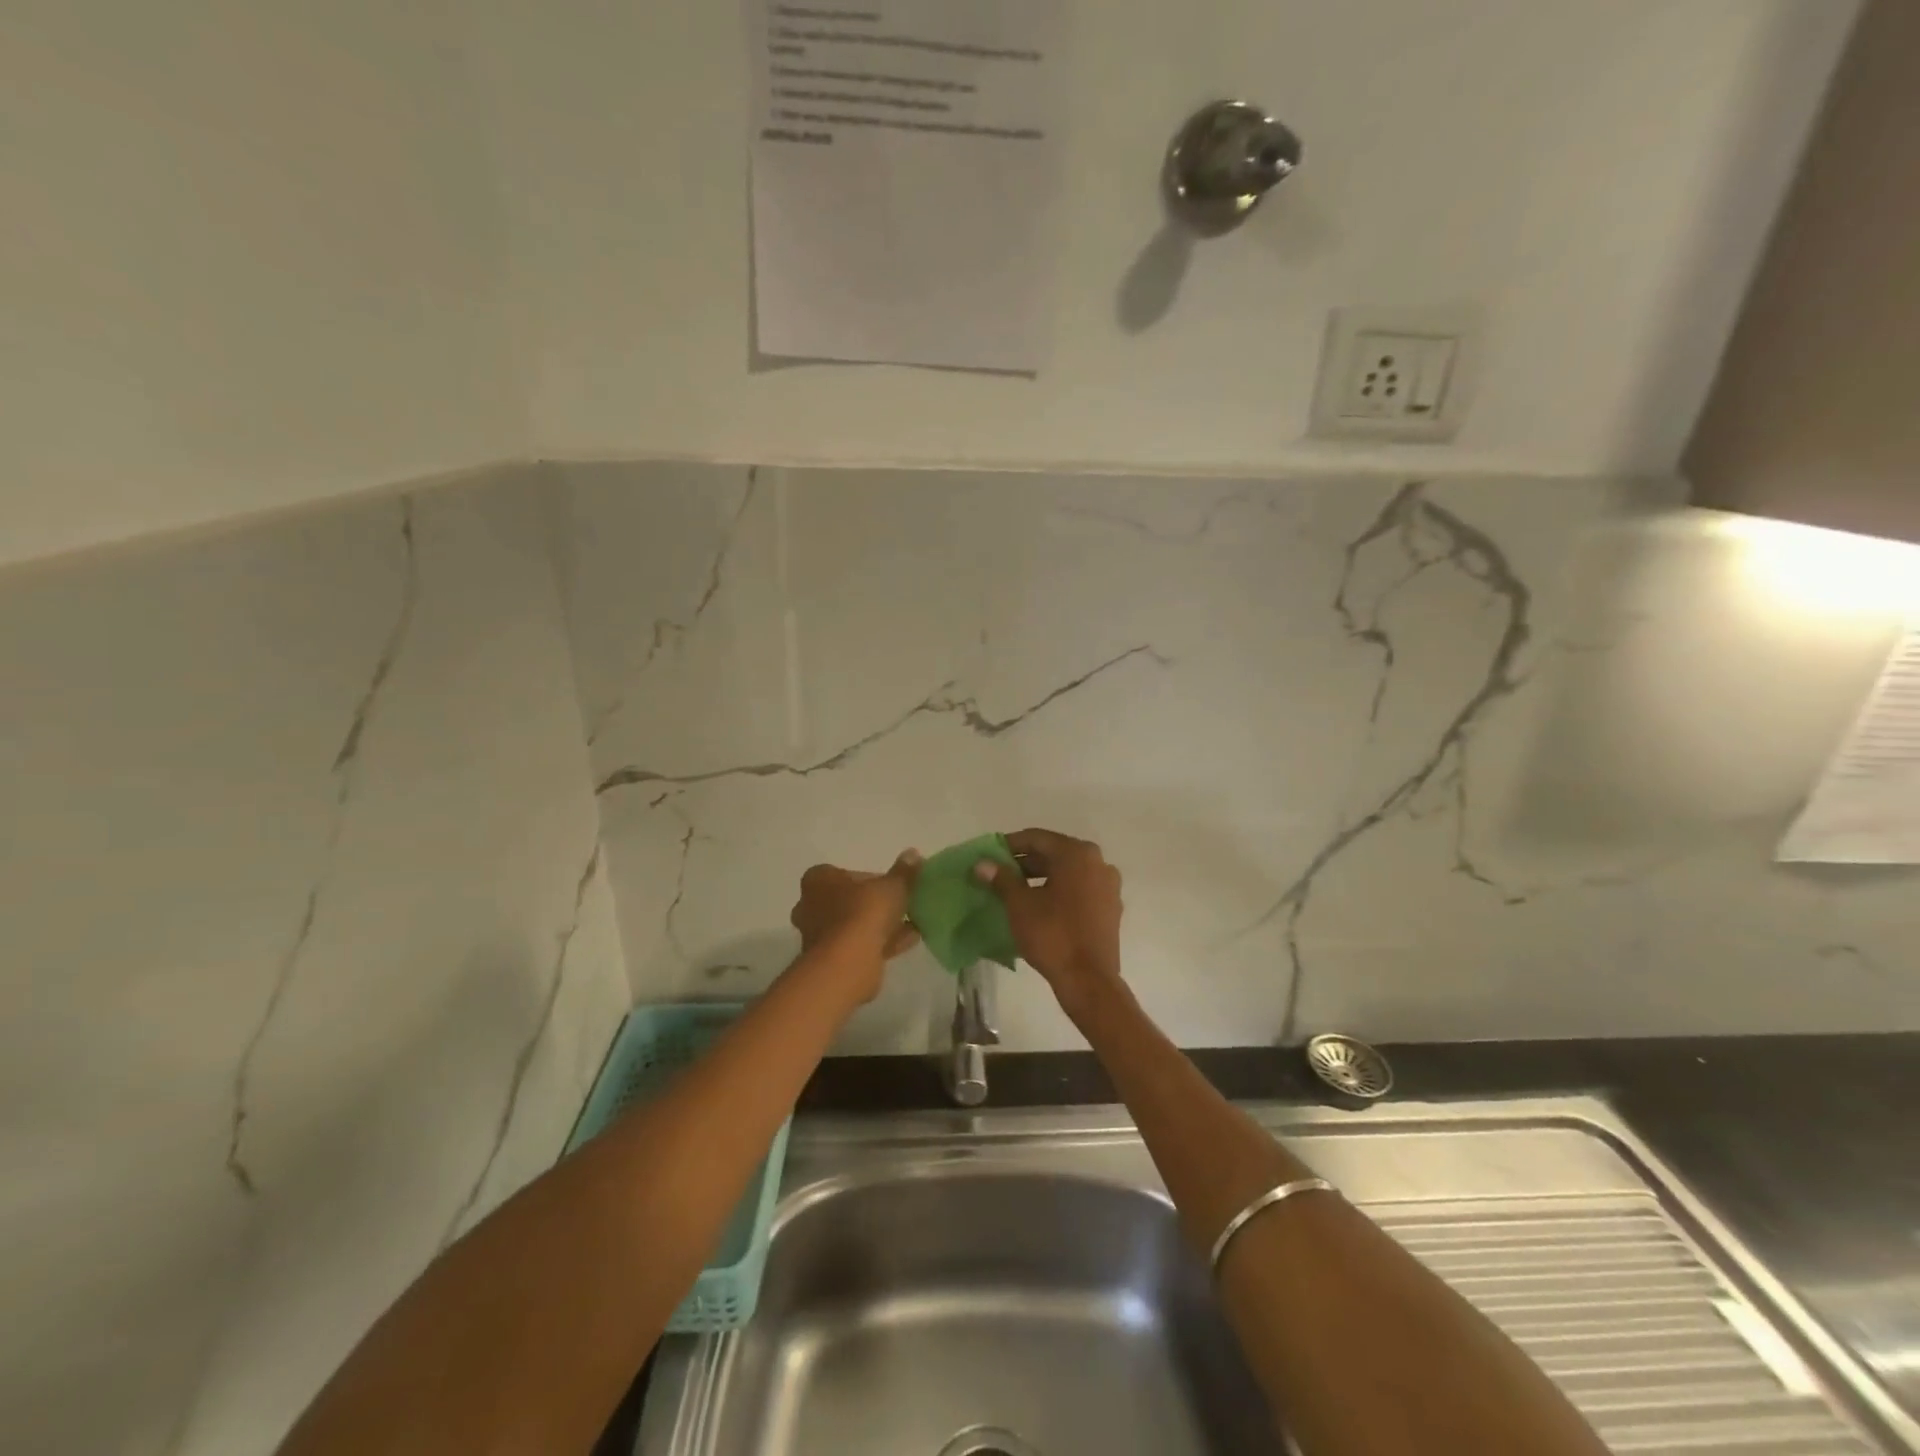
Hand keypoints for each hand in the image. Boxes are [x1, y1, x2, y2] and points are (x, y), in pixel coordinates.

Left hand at [788, 852, 921, 1002]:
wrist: (847, 964)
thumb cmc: (863, 913)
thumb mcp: (892, 886)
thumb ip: (904, 871)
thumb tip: (913, 854)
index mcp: (818, 880)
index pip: (847, 874)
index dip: (873, 880)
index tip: (892, 887)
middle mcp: (811, 906)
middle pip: (850, 901)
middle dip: (875, 905)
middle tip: (901, 906)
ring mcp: (818, 936)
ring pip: (855, 926)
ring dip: (880, 926)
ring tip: (912, 925)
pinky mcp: (830, 961)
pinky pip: (859, 946)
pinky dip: (881, 943)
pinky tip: (908, 941)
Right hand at [975, 828, 1123, 1019]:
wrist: (1089, 980)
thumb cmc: (1052, 935)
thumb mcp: (1020, 905)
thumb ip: (1001, 878)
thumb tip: (982, 863)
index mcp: (1076, 854)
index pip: (1036, 838)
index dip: (1010, 845)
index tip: (990, 856)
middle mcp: (1098, 862)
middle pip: (1055, 853)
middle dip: (1026, 862)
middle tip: (1000, 875)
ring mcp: (1108, 885)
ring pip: (1069, 872)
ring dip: (1042, 877)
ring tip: (1017, 891)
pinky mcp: (1111, 908)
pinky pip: (1081, 889)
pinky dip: (1060, 891)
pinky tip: (1042, 906)